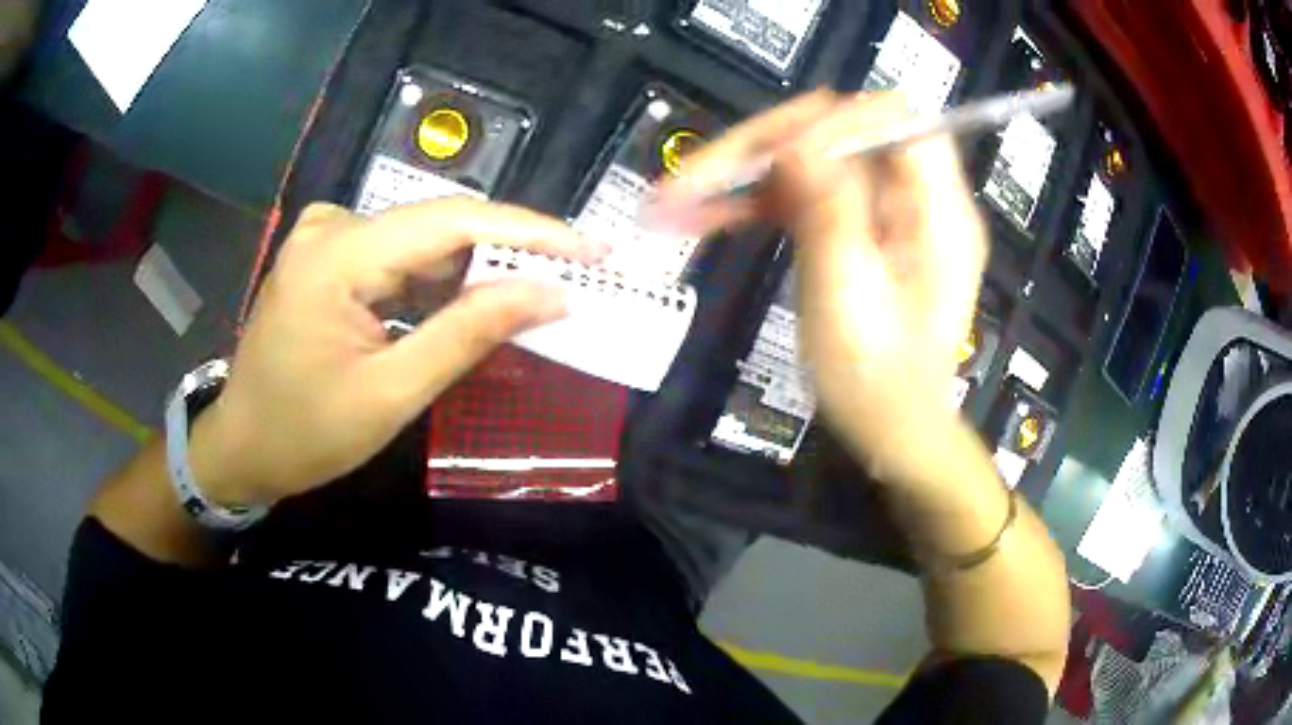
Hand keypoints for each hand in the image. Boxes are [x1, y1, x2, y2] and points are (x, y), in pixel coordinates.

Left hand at [190, 200, 606, 505]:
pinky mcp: (327, 256)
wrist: (241, 447)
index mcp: (336, 256)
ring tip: (530, 300)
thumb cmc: (304, 434)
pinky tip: (466, 309)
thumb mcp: (390, 395)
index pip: (449, 222)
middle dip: (505, 254)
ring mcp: (325, 237)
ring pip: (420, 242)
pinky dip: (437, 283)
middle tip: (573, 280)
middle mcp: (331, 227)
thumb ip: (467, 335)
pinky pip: (396, 257)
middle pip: (437, 227)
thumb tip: (549, 294)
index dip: (528, 231)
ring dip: (473, 272)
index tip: (591, 249)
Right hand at [655, 91, 987, 484]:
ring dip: (746, 172)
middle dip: (764, 146)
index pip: (892, 119)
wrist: (893, 432)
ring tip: (679, 203)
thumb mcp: (850, 301)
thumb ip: (830, 214)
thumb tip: (797, 141)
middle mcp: (915, 198)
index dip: (829, 123)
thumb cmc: (878, 385)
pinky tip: (707, 217)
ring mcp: (883, 211)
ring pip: (811, 159)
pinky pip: (806, 192)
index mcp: (937, 211)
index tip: (771, 159)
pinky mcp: (856, 226)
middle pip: (838, 132)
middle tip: (693, 180)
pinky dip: (757, 199)